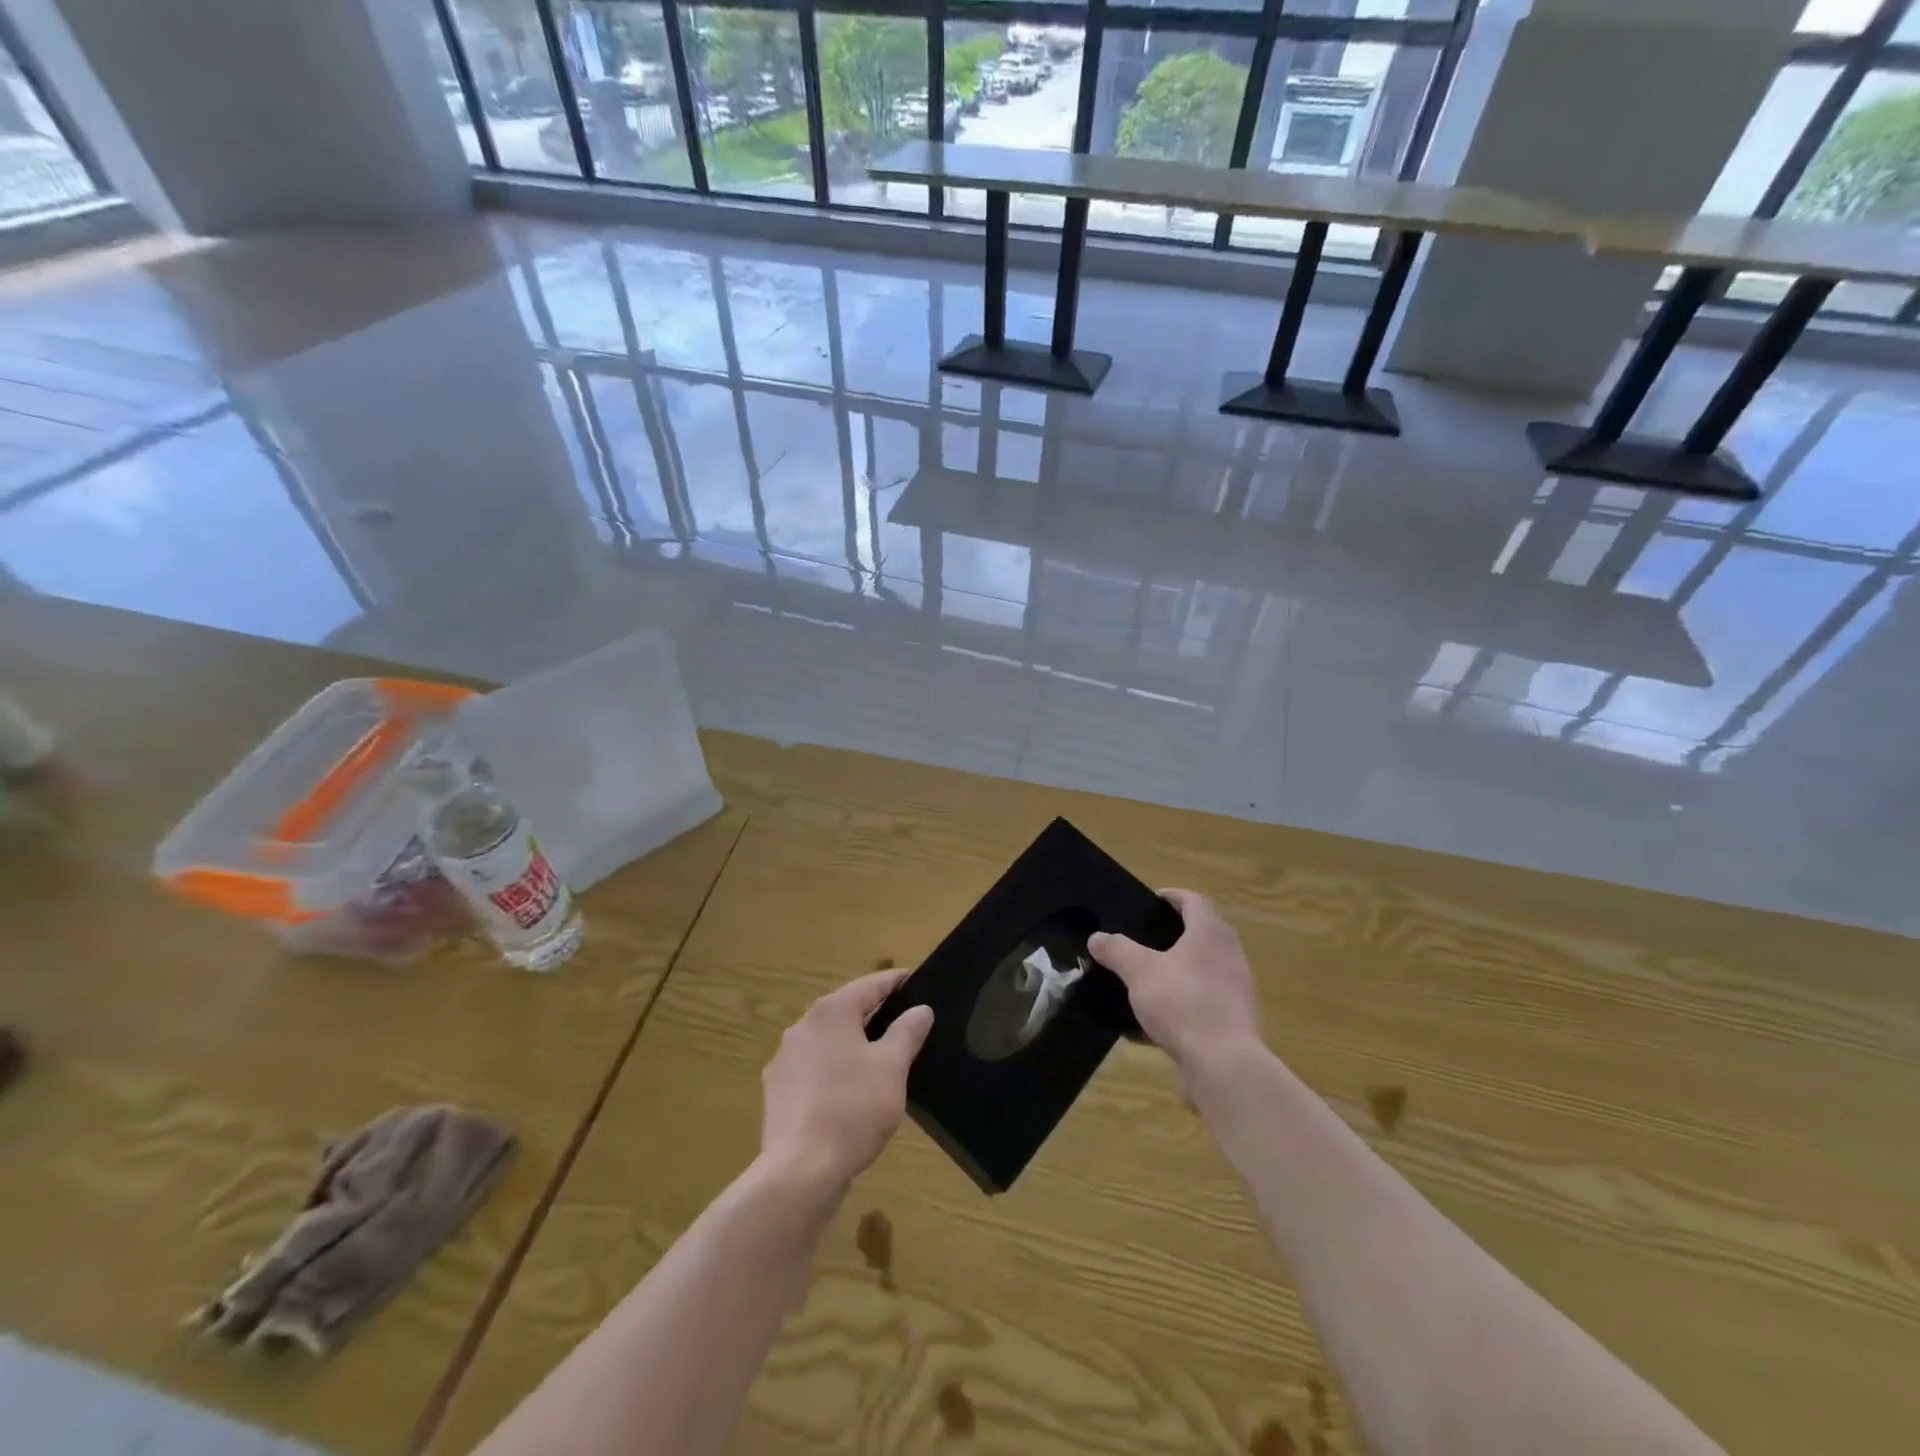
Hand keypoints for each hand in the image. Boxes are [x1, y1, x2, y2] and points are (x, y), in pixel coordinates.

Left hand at [760, 970, 934, 1191]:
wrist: (800, 1171)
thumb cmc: (853, 1108)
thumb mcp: (892, 1067)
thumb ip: (907, 1032)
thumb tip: (921, 1009)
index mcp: (831, 1011)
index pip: (870, 985)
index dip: (895, 981)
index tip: (916, 979)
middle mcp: (802, 1026)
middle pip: (845, 1010)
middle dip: (873, 1014)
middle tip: (904, 1021)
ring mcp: (785, 1060)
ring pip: (827, 1041)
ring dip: (852, 1044)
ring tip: (880, 1059)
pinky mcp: (777, 1092)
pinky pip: (813, 1069)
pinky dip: (834, 1071)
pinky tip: (849, 1093)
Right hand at [1089, 889, 1260, 1075]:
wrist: (1224, 1065)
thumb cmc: (1182, 1003)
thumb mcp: (1139, 971)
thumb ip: (1117, 950)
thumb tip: (1097, 938)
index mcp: (1210, 933)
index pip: (1194, 900)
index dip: (1172, 896)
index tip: (1151, 902)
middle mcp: (1229, 955)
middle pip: (1201, 934)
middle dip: (1172, 936)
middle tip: (1142, 941)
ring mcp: (1235, 990)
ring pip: (1200, 971)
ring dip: (1175, 972)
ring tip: (1143, 982)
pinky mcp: (1233, 1021)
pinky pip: (1201, 1004)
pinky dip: (1178, 1006)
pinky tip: (1150, 1026)